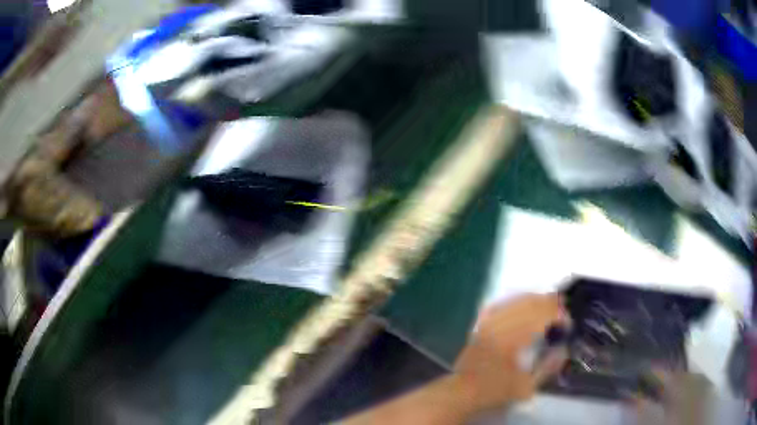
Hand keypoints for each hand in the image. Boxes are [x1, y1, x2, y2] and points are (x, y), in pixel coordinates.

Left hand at [454, 294, 569, 411]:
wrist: (462, 393)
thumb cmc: (495, 392)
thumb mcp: (527, 386)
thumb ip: (548, 367)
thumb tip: (563, 349)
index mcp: (515, 338)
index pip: (544, 315)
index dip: (560, 316)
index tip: (568, 325)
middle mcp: (502, 324)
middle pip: (531, 302)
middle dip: (551, 304)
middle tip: (562, 313)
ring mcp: (490, 322)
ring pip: (516, 300)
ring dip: (535, 300)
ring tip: (548, 307)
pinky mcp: (481, 325)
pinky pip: (500, 304)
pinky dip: (515, 302)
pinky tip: (522, 305)